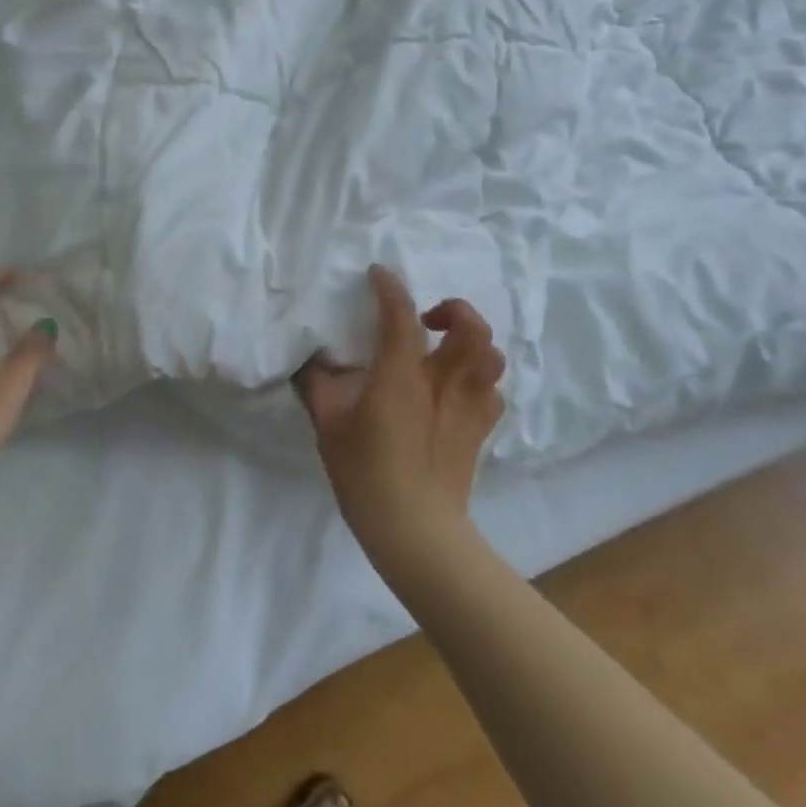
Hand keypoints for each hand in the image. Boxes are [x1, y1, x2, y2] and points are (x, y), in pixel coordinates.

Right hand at [295, 266, 505, 575]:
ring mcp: (468, 407)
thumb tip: (313, 361)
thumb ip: (318, 386)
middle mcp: (442, 383)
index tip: (379, 274)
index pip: (401, 315)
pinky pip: (492, 391)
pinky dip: (479, 379)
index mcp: (401, 377)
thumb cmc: (365, 475)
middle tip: (428, 319)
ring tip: (447, 349)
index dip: (390, 287)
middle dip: (453, 308)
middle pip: (472, 327)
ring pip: (491, 356)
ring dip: (472, 341)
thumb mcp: (328, 427)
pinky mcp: (481, 430)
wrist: (416, 531)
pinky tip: (457, 389)